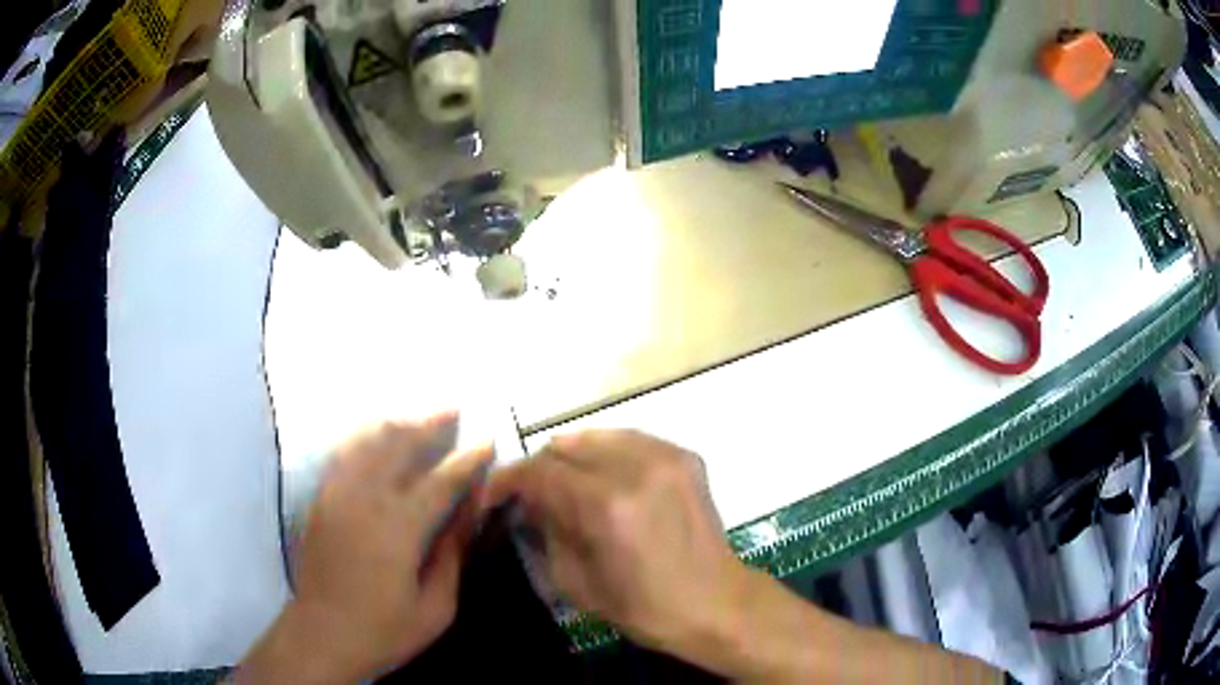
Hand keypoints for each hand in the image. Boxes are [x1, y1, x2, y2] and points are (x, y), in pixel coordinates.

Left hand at [237, 414, 492, 683]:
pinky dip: (363, 436)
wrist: (322, 633)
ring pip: (368, 442)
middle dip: (430, 424)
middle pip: (400, 446)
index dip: (467, 460)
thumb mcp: (436, 606)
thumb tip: (466, 513)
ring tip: (418, 416)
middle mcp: (366, 499)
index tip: (487, 441)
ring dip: (396, 424)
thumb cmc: (384, 629)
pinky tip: (374, 433)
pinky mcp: (321, 498)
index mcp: (400, 528)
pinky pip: (343, 454)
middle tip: (453, 409)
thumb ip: (452, 555)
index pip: (441, 481)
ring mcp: (338, 494)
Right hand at [485, 430, 752, 663]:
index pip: (539, 471)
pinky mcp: (685, 456)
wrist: (716, 603)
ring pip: (597, 435)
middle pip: (565, 446)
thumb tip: (528, 502)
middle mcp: (635, 467)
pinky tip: (604, 477)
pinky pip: (631, 440)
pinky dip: (607, 453)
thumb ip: (545, 531)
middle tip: (531, 494)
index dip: (507, 480)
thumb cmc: (643, 606)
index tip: (493, 494)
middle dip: (539, 468)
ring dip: (572, 457)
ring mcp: (665, 456)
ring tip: (566, 483)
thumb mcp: (576, 582)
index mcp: (606, 504)